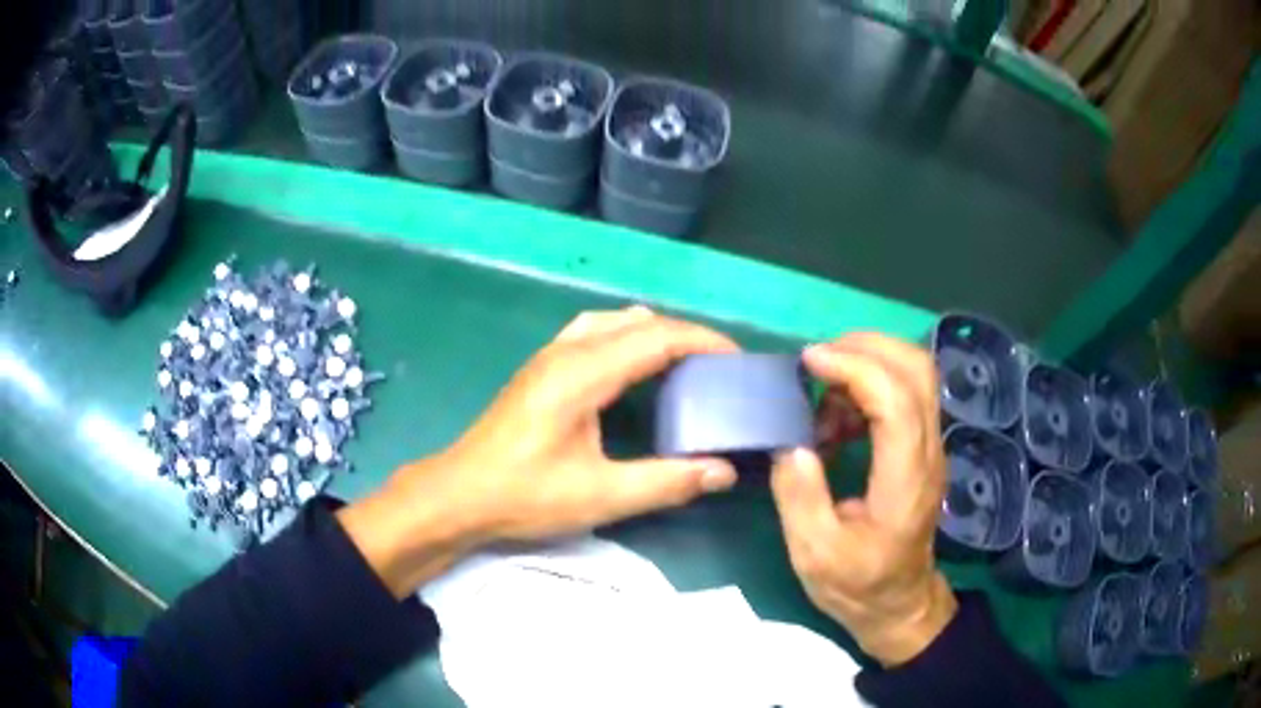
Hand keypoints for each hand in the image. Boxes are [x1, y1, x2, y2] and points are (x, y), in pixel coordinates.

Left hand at [339, 307, 739, 596]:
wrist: (459, 495)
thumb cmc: (525, 496)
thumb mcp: (601, 495)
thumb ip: (667, 481)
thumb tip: (723, 471)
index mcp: (583, 372)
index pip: (657, 337)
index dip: (703, 341)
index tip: (738, 359)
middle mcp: (567, 351)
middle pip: (639, 322)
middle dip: (686, 336)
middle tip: (719, 367)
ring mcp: (549, 356)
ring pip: (614, 321)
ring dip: (654, 333)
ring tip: (684, 363)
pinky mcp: (540, 368)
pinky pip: (594, 332)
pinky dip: (626, 337)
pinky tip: (634, 367)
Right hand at [771, 334, 956, 665]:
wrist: (900, 603)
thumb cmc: (859, 585)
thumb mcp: (816, 555)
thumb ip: (800, 499)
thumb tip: (790, 444)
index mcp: (905, 481)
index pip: (896, 400)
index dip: (855, 368)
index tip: (809, 362)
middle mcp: (927, 452)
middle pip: (917, 369)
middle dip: (866, 347)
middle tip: (816, 362)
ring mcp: (929, 447)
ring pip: (915, 374)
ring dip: (867, 364)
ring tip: (821, 397)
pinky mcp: (921, 448)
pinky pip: (904, 393)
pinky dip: (869, 386)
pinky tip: (836, 419)